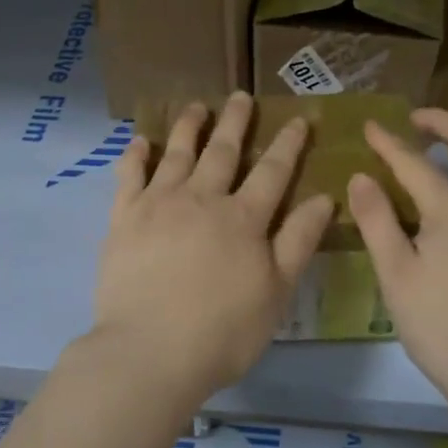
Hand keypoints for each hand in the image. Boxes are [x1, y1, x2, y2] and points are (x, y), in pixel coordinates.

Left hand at [88, 92, 334, 408]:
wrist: (150, 351)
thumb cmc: (223, 331)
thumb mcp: (276, 291)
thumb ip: (298, 241)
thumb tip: (322, 197)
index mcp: (243, 218)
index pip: (272, 171)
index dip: (288, 144)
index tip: (297, 119)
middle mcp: (202, 199)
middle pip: (223, 151)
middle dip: (236, 122)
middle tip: (241, 96)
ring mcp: (159, 204)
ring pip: (177, 154)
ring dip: (189, 127)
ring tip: (196, 106)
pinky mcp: (124, 219)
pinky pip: (129, 176)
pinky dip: (136, 155)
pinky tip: (140, 140)